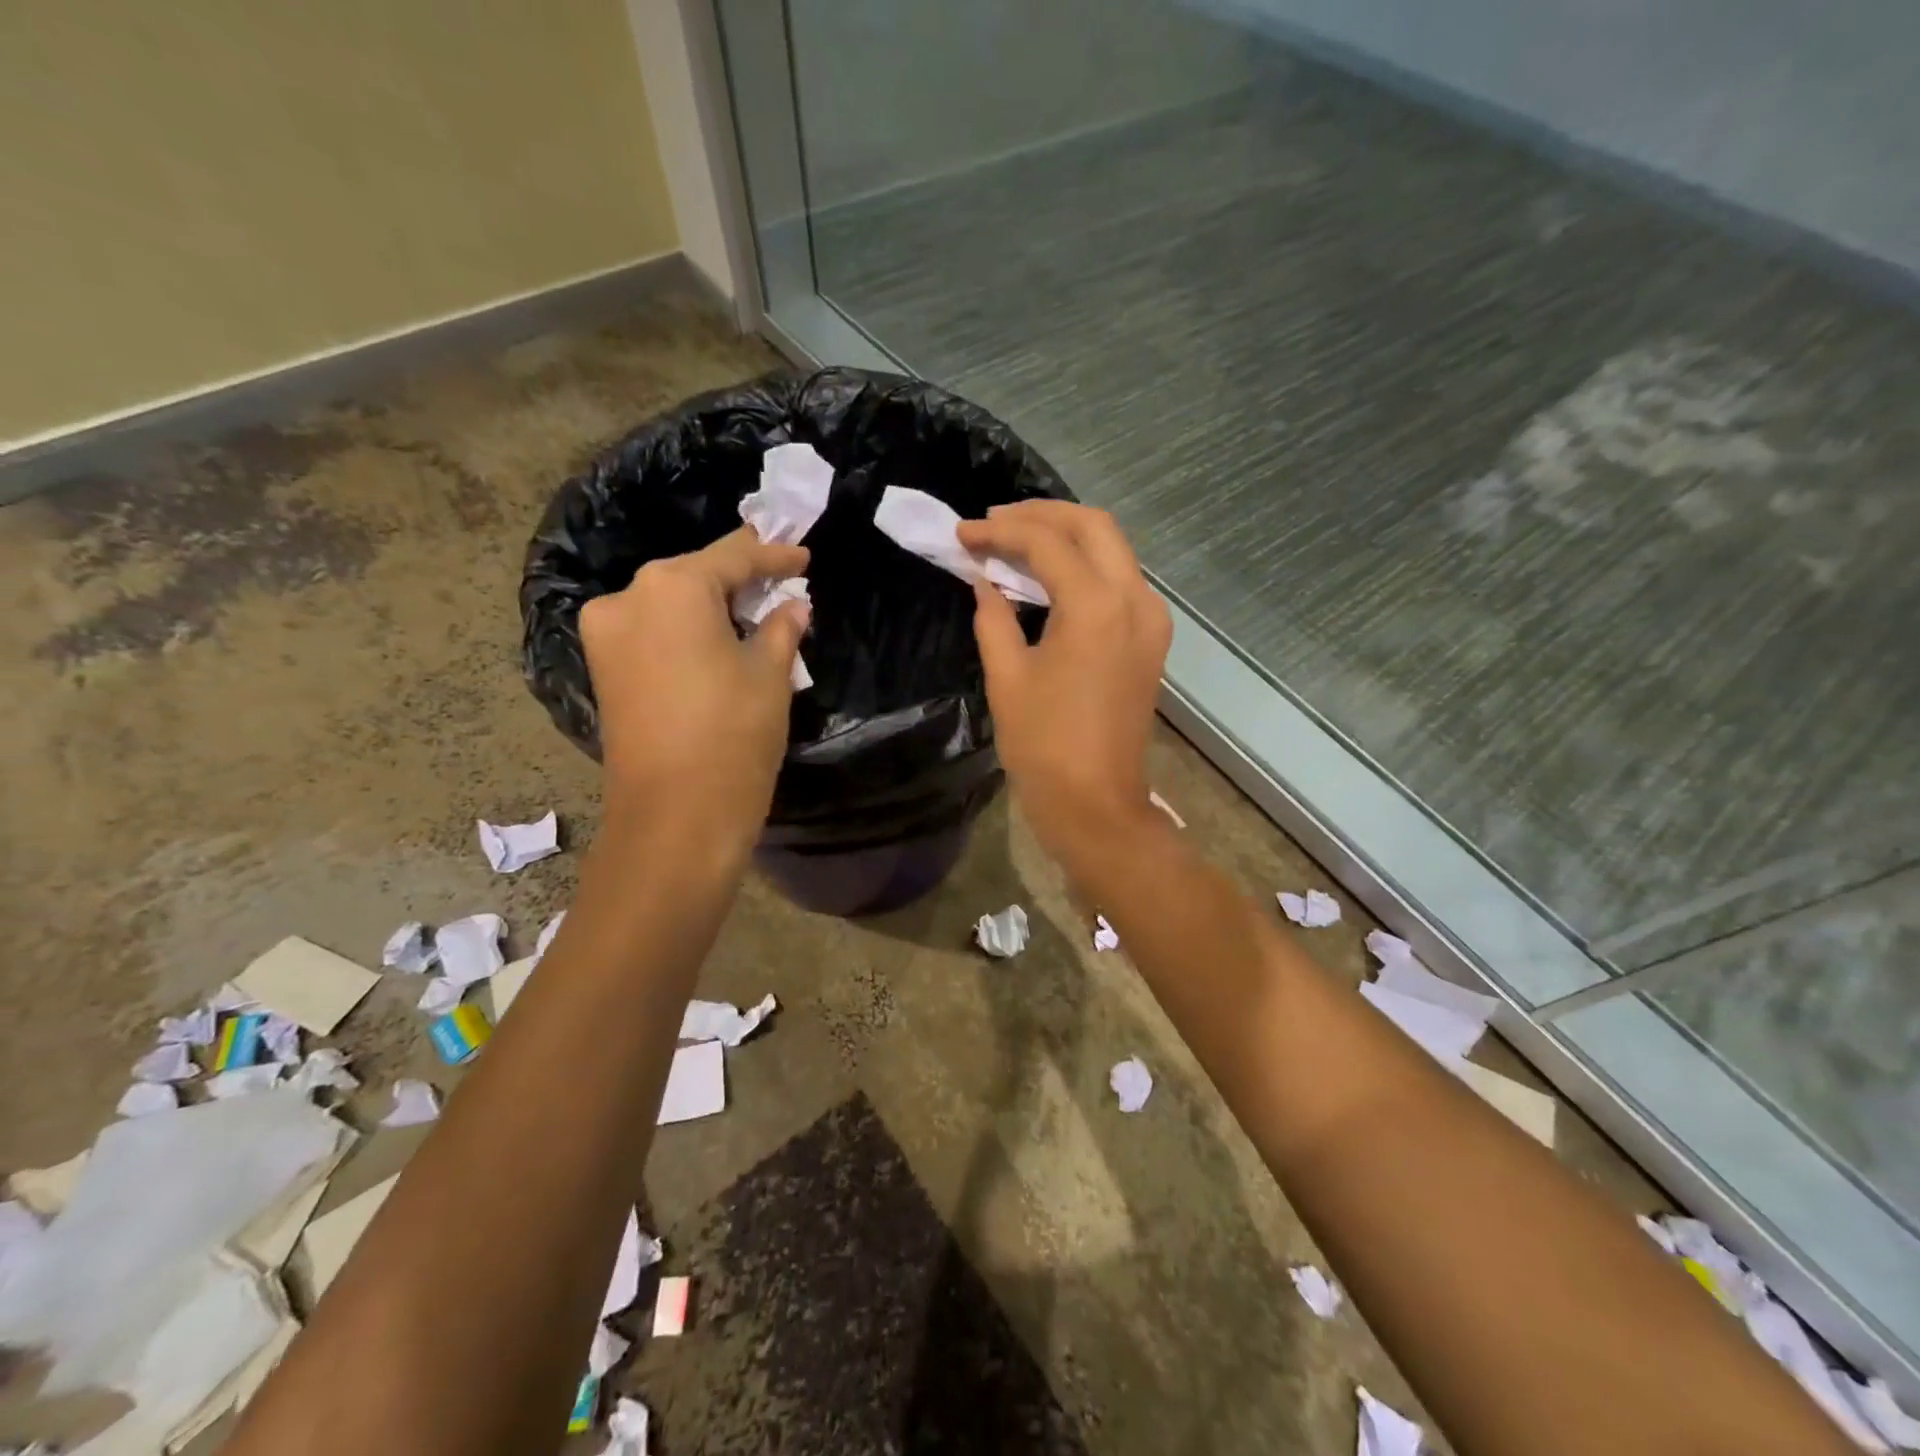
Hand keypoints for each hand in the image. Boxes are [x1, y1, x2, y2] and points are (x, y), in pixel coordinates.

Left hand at [579, 526, 809, 848]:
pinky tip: (717, 642)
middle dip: (738, 580)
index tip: (802, 555)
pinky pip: (652, 634)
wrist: (675, 816)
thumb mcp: (770, 675)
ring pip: (670, 605)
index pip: (733, 557)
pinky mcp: (603, 671)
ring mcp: (606, 636)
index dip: (773, 556)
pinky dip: (686, 633)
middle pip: (693, 576)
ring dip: (710, 609)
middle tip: (778, 583)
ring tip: (752, 615)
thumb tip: (793, 605)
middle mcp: (628, 598)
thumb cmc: (734, 734)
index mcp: (672, 587)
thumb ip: (781, 628)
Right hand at [957, 502, 1170, 868]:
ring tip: (1014, 542)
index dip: (999, 531)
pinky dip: (1084, 566)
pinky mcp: (1151, 639)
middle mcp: (1134, 599)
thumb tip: (983, 581)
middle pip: (1093, 526)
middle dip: (1040, 515)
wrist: (1097, 804)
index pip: (1046, 542)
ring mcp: (1150, 619)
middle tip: (993, 523)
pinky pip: (1119, 580)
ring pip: (1112, 549)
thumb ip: (993, 617)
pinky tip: (1048, 577)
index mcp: (1096, 606)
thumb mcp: (1007, 677)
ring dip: (1065, 536)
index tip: (963, 535)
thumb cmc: (1044, 746)